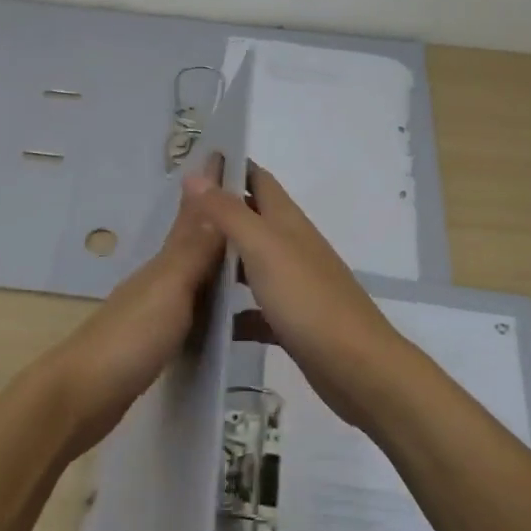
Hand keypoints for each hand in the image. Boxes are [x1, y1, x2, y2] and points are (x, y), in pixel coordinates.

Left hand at [41, 160, 225, 456]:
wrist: (80, 397)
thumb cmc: (129, 339)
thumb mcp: (169, 290)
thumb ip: (193, 249)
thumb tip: (212, 192)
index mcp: (164, 264)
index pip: (193, 216)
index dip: (210, 189)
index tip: (228, 156)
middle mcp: (158, 279)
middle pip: (191, 240)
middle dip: (216, 218)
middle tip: (249, 202)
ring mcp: (152, 310)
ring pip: (190, 272)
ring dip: (212, 256)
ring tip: (243, 250)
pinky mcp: (152, 341)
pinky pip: (188, 306)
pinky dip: (205, 296)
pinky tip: (218, 308)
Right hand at [182, 162, 409, 426]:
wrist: (357, 367)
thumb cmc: (308, 299)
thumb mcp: (263, 248)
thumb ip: (229, 212)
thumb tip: (196, 173)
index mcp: (287, 221)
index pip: (258, 179)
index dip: (230, 167)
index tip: (193, 163)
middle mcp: (291, 246)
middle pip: (251, 220)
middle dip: (217, 214)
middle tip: (173, 218)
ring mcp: (293, 285)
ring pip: (250, 263)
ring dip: (221, 261)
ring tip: (180, 264)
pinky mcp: (291, 322)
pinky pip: (254, 308)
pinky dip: (232, 310)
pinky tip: (206, 321)